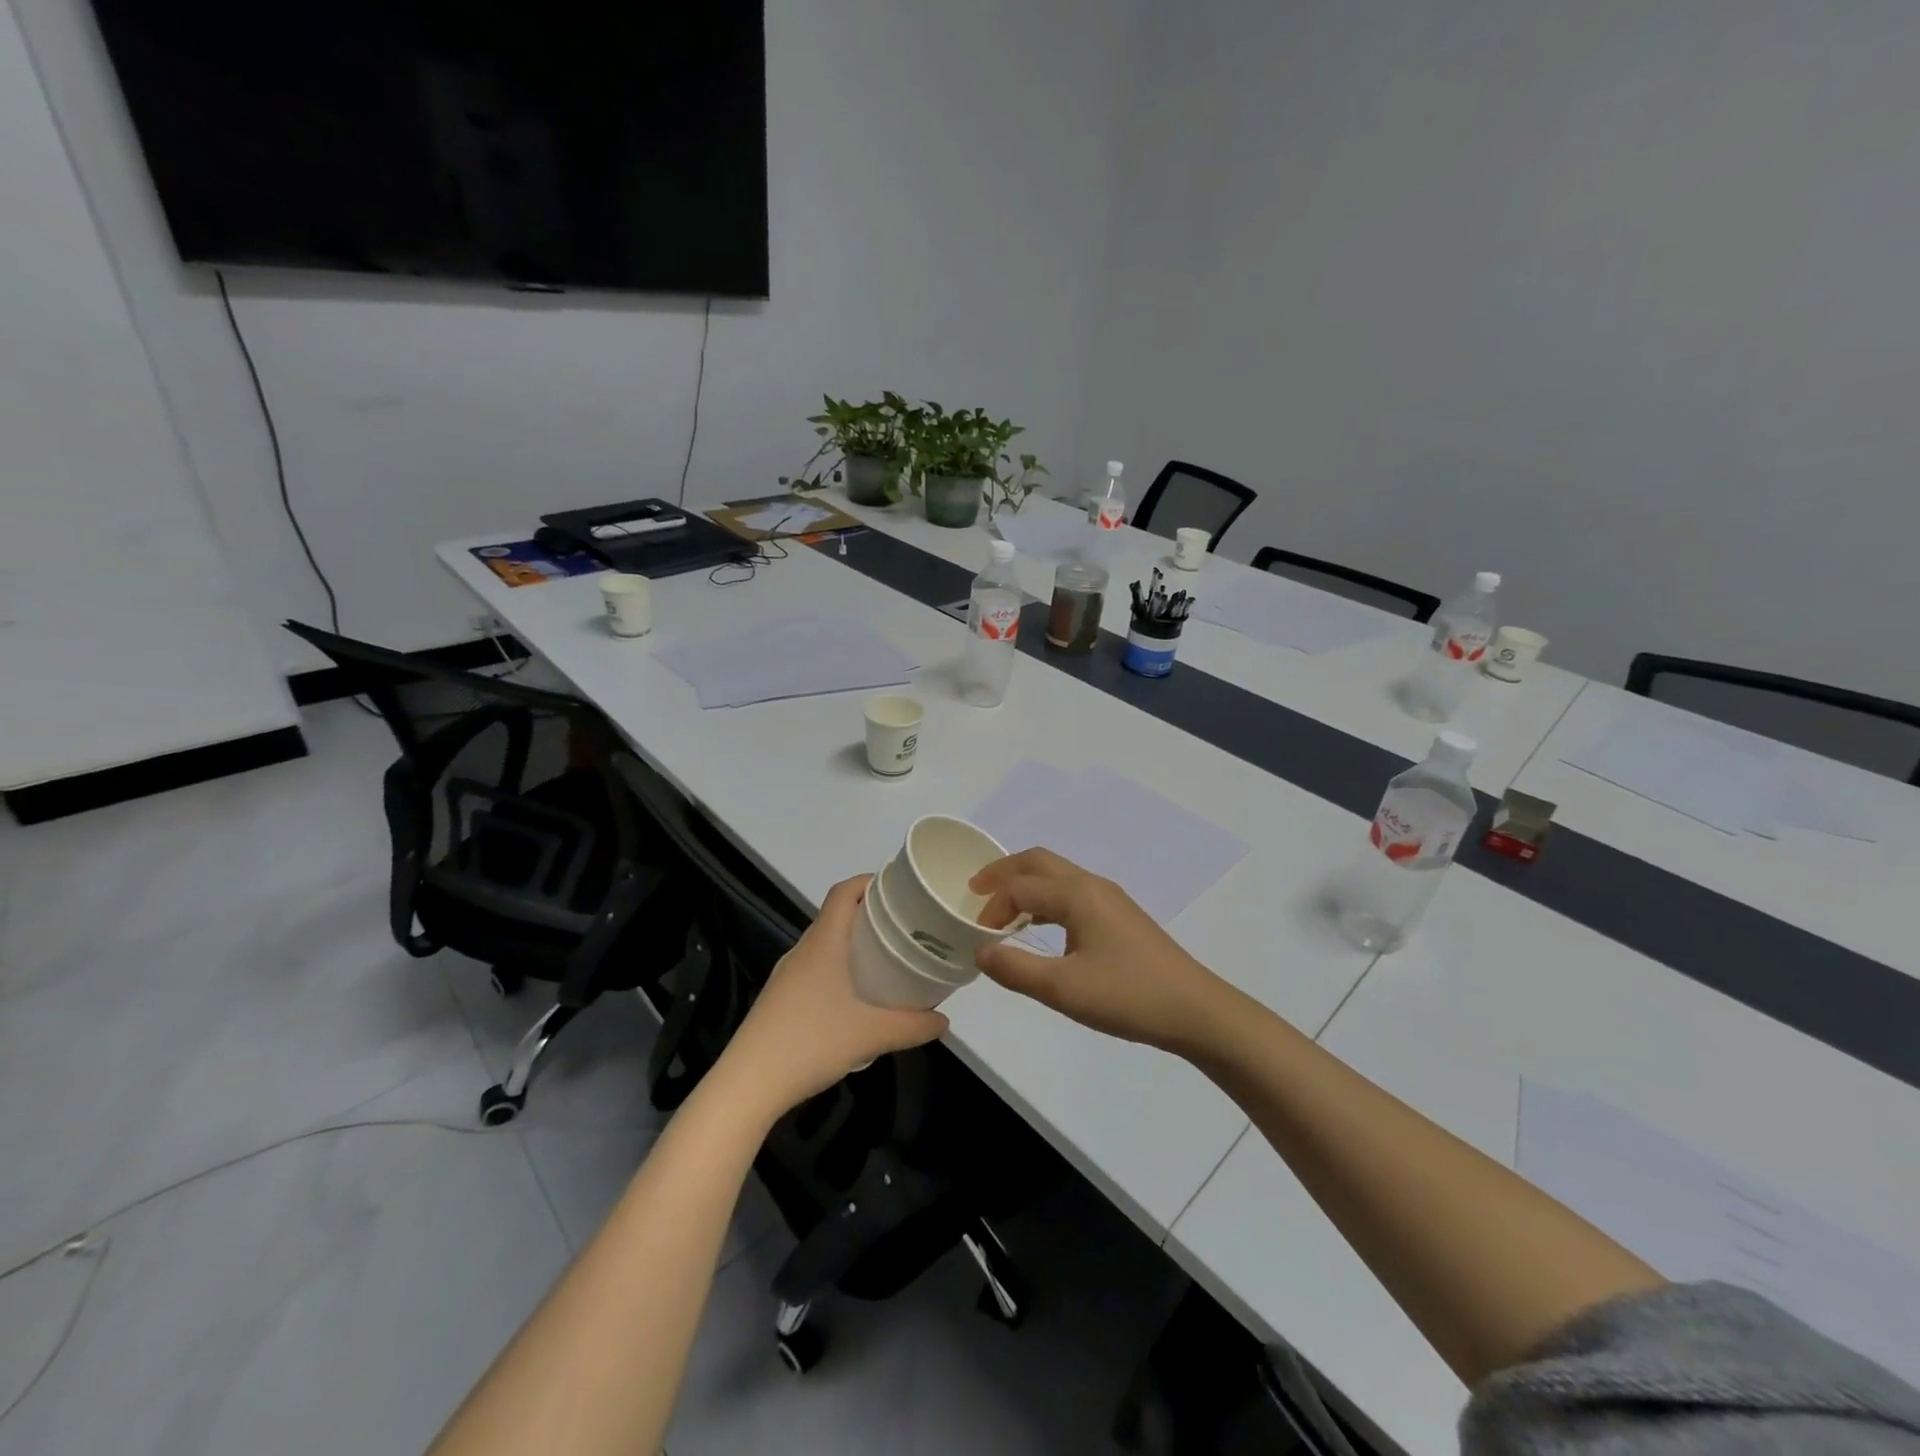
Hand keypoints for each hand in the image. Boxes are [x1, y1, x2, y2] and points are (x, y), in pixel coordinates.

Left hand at [717, 875, 947, 1118]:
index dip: (869, 881)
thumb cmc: (810, 1043)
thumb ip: (913, 1026)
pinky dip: (840, 968)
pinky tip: (857, 997)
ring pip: (826, 944)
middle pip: (836, 916)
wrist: (748, 1084)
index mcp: (822, 943)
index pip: (843, 892)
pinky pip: (816, 968)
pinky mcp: (780, 999)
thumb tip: (945, 1021)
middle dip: (870, 914)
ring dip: (854, 944)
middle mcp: (803, 951)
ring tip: (887, 959)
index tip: (899, 888)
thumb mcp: (871, 1035)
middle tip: (905, 926)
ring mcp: (788, 976)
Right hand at [971, 849, 1228, 1054]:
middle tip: (975, 890)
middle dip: (1004, 872)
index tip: (977, 938)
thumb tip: (980, 951)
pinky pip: (1072, 893)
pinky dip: (1046, 900)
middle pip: (1038, 862)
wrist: (1195, 1010)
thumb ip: (1015, 968)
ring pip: (1057, 876)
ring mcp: (1110, 898)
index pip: (1019, 888)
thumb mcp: (1063, 988)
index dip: (992, 908)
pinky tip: (1042, 928)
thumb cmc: (1127, 995)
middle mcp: (1092, 885)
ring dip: (1026, 886)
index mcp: (1076, 894)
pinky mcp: (1120, 916)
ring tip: (1003, 911)